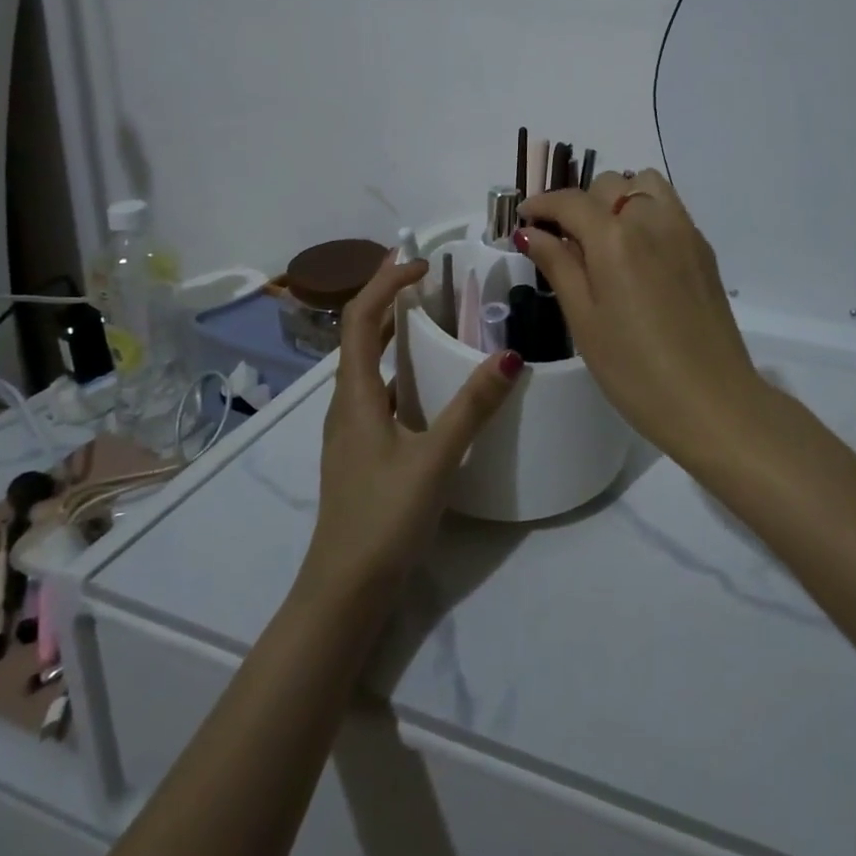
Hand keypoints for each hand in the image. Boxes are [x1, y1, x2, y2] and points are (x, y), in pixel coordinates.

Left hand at [300, 255, 521, 600]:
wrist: (345, 590)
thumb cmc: (384, 518)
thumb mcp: (435, 458)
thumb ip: (472, 408)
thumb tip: (510, 357)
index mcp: (355, 396)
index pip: (360, 319)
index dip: (385, 283)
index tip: (422, 264)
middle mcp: (345, 404)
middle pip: (359, 335)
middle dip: (388, 299)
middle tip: (428, 279)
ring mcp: (351, 429)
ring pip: (368, 365)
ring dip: (393, 333)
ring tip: (432, 318)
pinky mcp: (362, 451)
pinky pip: (378, 391)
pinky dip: (400, 369)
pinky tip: (430, 384)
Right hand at [514, 171, 762, 458]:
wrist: (712, 401)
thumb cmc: (635, 369)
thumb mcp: (584, 321)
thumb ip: (558, 266)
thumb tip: (531, 232)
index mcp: (615, 237)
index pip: (570, 201)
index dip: (542, 205)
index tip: (524, 219)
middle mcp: (652, 219)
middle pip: (610, 184)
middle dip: (581, 203)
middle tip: (566, 242)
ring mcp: (684, 230)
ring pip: (646, 186)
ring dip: (619, 199)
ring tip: (605, 240)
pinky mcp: (703, 249)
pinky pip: (669, 208)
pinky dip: (646, 213)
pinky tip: (638, 256)